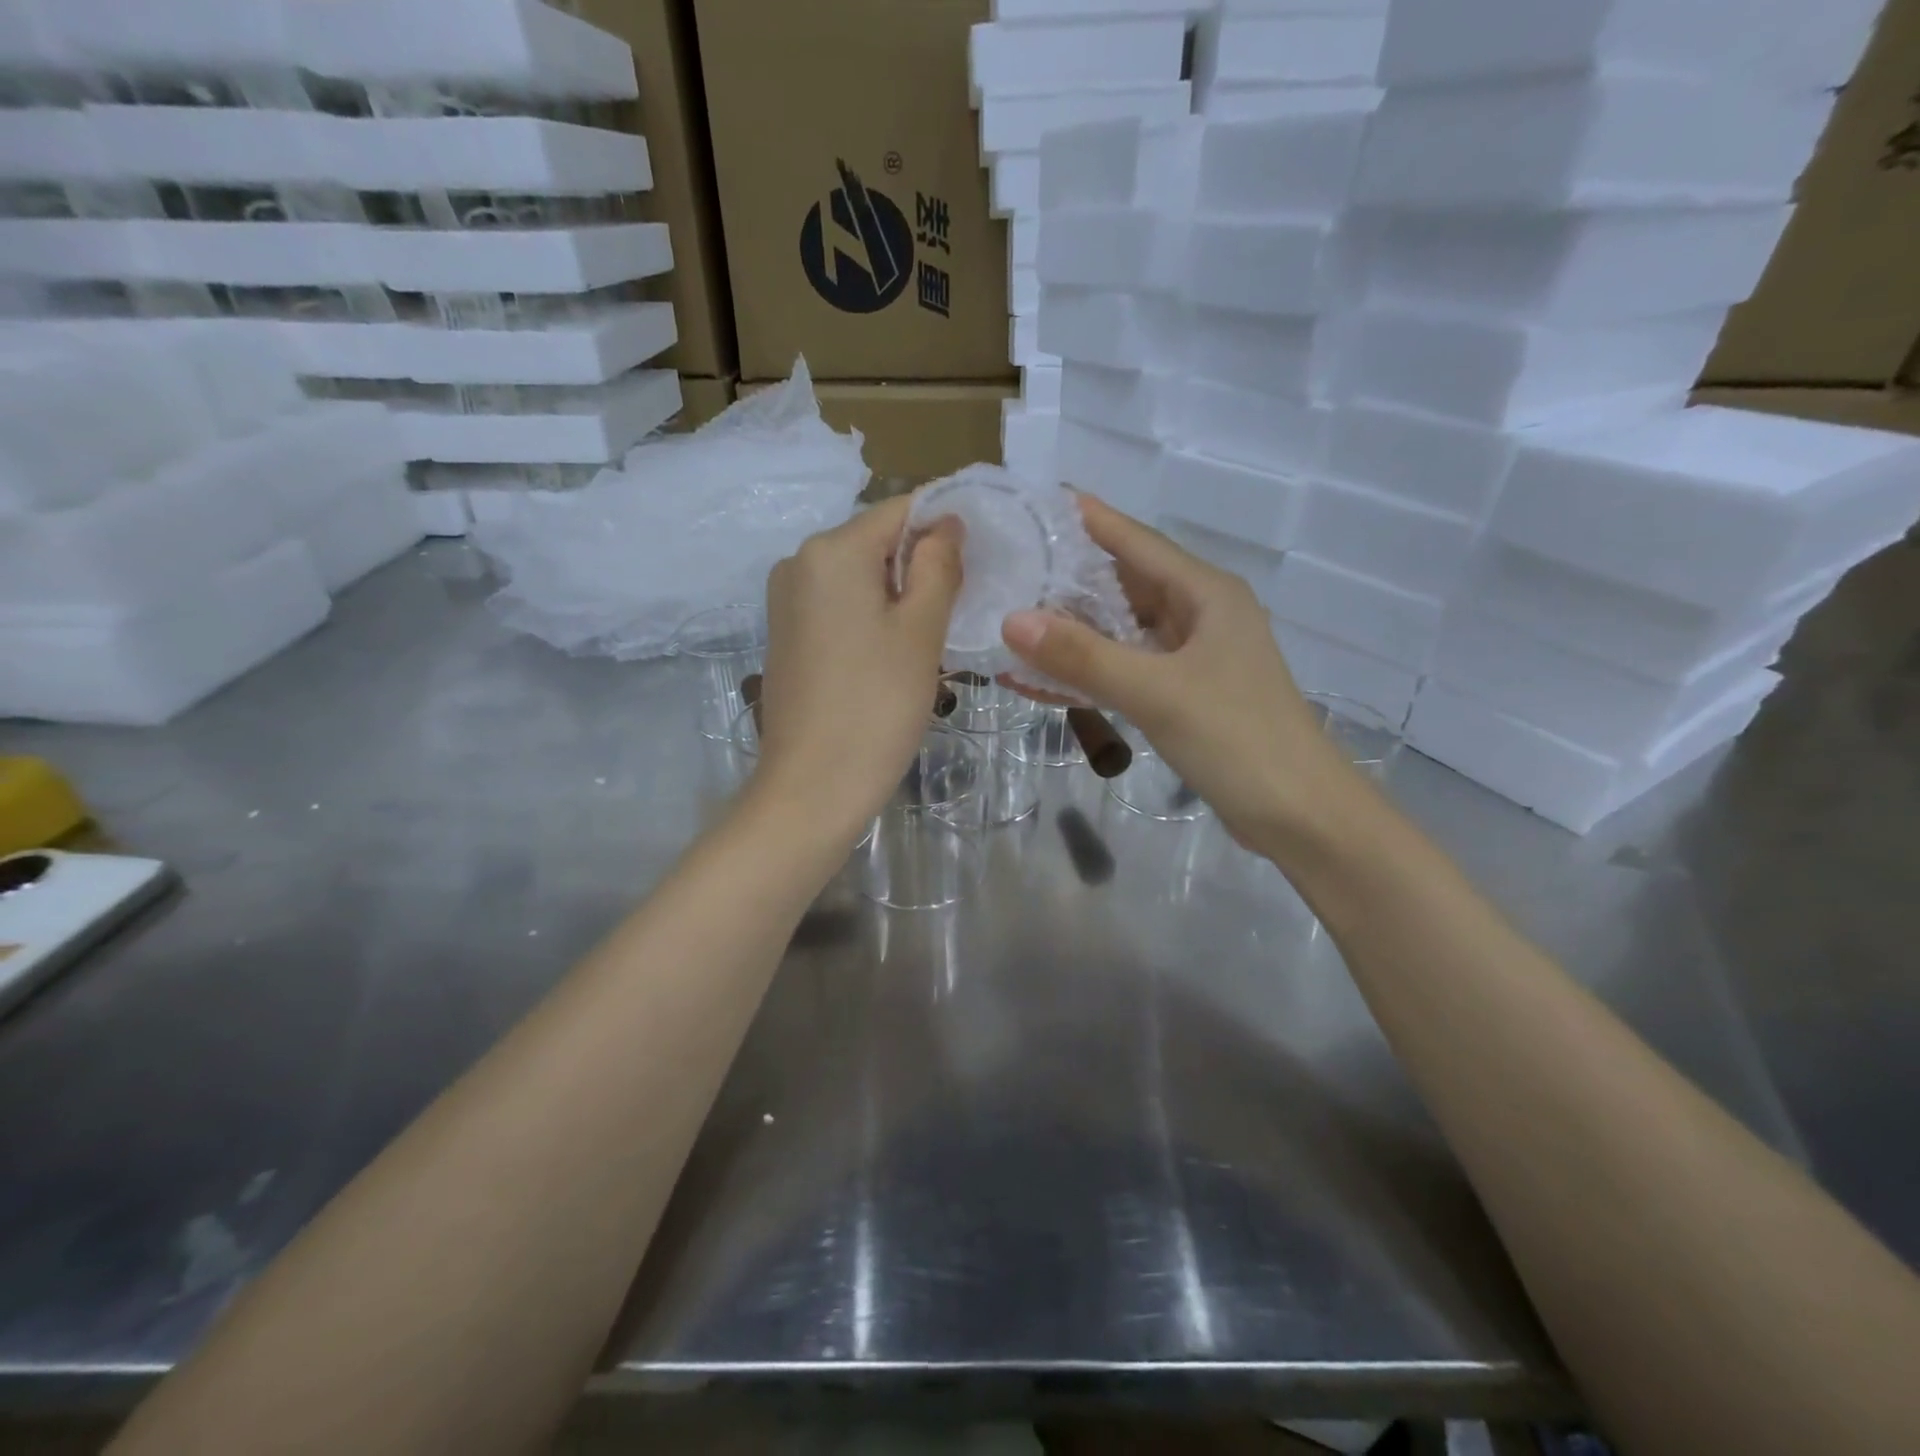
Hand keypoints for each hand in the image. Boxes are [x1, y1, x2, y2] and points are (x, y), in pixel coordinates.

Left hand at [755, 495, 962, 839]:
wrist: (812, 787)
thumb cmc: (877, 705)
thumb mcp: (921, 631)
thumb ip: (938, 566)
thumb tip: (945, 523)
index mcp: (831, 550)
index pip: (902, 511)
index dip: (947, 525)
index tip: (984, 556)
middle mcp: (799, 562)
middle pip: (877, 542)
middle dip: (922, 564)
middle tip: (964, 606)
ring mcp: (786, 600)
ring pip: (859, 577)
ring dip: (899, 594)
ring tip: (931, 637)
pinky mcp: (785, 635)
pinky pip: (838, 606)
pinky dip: (871, 616)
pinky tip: (892, 655)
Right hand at [1001, 494, 1362, 853]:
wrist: (1298, 814)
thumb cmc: (1238, 739)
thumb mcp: (1156, 692)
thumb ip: (1084, 657)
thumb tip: (1012, 620)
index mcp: (1205, 593)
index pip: (1135, 541)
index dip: (1087, 519)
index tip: (1036, 503)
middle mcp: (1200, 615)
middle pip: (1124, 583)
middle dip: (1068, 578)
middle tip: (1008, 568)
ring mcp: (1193, 657)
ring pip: (1122, 629)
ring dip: (1073, 630)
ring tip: (1012, 620)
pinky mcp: (1185, 695)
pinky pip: (1126, 669)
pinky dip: (1089, 671)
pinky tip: (1043, 677)